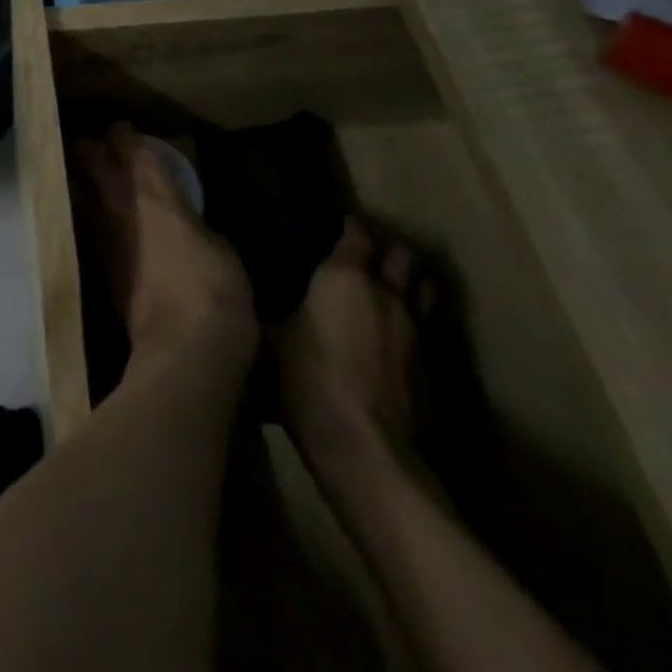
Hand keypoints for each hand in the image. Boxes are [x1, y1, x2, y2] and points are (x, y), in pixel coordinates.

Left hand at [71, 123, 254, 358]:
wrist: (184, 348)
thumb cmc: (214, 287)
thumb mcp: (219, 244)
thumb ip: (193, 220)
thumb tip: (184, 217)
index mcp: (153, 192)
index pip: (130, 147)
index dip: (124, 133)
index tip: (123, 127)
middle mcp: (118, 205)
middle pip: (90, 160)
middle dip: (90, 147)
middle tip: (96, 144)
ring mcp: (101, 235)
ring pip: (77, 190)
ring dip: (80, 179)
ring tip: (85, 176)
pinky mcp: (96, 266)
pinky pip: (84, 227)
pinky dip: (85, 216)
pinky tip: (91, 219)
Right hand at [276, 218, 433, 470]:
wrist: (363, 448)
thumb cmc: (306, 379)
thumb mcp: (267, 338)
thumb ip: (261, 310)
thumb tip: (241, 294)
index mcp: (345, 278)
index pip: (356, 236)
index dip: (350, 227)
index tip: (340, 223)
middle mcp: (387, 296)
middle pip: (401, 257)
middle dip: (388, 250)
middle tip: (367, 253)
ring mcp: (416, 334)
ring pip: (423, 292)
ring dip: (409, 284)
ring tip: (390, 288)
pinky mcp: (430, 372)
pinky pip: (426, 333)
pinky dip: (412, 326)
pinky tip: (396, 339)